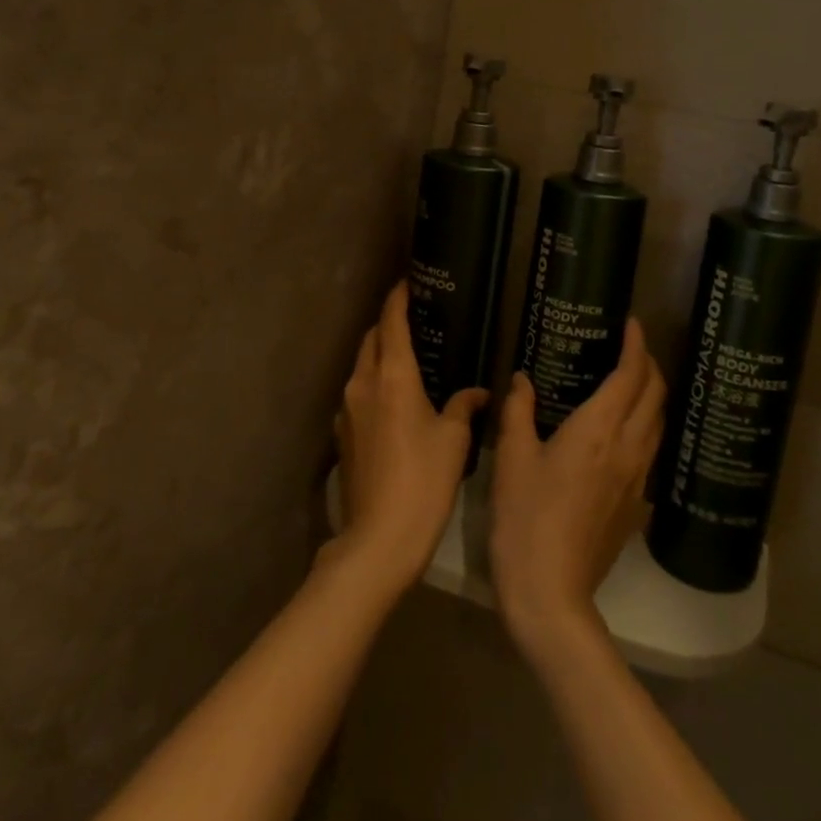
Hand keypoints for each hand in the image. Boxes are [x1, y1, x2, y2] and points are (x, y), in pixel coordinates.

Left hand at [331, 283, 485, 590]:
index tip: (408, 282)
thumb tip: (477, 392)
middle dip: (388, 324)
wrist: (379, 539)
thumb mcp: (453, 440)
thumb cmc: (424, 481)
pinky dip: (374, 383)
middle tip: (414, 318)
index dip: (398, 298)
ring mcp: (347, 410)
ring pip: (362, 366)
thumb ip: (463, 406)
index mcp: (392, 376)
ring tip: (407, 357)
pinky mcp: (342, 435)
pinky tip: (394, 400)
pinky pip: (358, 394)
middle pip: (371, 339)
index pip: (391, 322)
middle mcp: (363, 383)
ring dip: (380, 354)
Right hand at [490, 319, 665, 664]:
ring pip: (659, 424)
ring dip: (652, 395)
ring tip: (632, 382)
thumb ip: (518, 411)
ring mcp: (636, 479)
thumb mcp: (512, 458)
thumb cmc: (524, 517)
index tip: (632, 324)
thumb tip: (522, 379)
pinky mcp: (635, 505)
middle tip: (631, 348)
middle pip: (655, 396)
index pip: (630, 376)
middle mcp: (627, 448)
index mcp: (598, 430)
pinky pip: (651, 451)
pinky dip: (646, 426)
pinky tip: (624, 431)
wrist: (550, 592)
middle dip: (650, 365)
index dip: (636, 345)